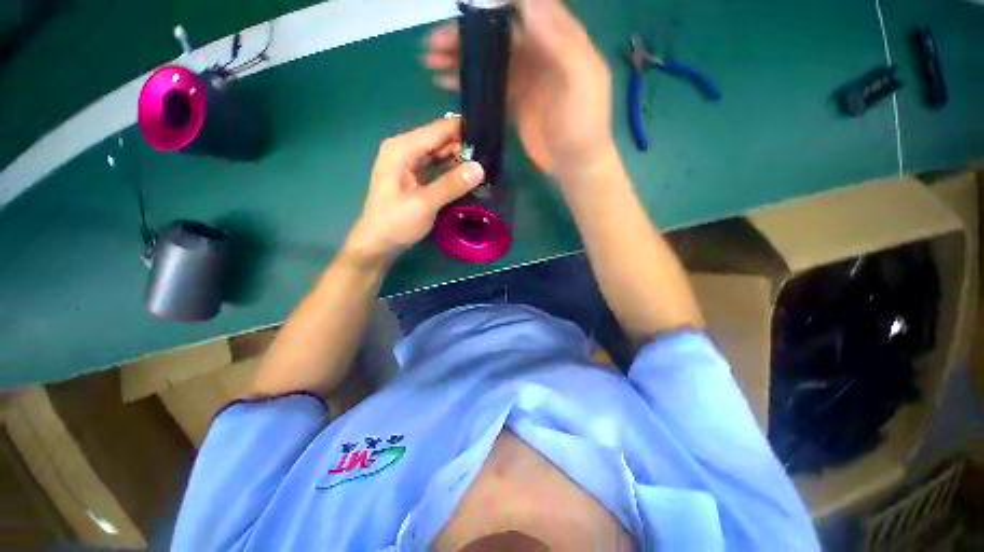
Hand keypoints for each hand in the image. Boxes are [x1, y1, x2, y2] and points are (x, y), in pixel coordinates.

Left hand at [345, 117, 484, 263]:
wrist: (378, 243)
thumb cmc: (396, 223)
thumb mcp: (425, 203)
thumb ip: (452, 184)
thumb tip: (480, 168)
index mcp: (402, 148)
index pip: (439, 129)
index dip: (463, 131)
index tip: (489, 138)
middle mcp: (405, 149)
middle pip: (440, 139)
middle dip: (464, 146)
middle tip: (490, 157)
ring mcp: (409, 162)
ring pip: (440, 153)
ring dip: (459, 159)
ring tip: (484, 165)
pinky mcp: (414, 176)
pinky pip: (436, 166)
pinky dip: (451, 169)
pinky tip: (467, 175)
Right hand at [425, 0, 615, 182]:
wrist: (575, 165)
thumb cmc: (583, 125)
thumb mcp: (580, 80)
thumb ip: (558, 42)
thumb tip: (527, 4)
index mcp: (561, 40)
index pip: (530, 8)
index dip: (500, 3)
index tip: (469, 6)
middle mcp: (541, 53)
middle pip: (501, 33)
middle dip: (469, 33)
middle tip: (437, 39)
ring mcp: (526, 80)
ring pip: (490, 59)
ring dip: (462, 56)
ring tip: (432, 58)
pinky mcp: (515, 103)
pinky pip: (489, 86)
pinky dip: (469, 82)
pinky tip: (447, 81)